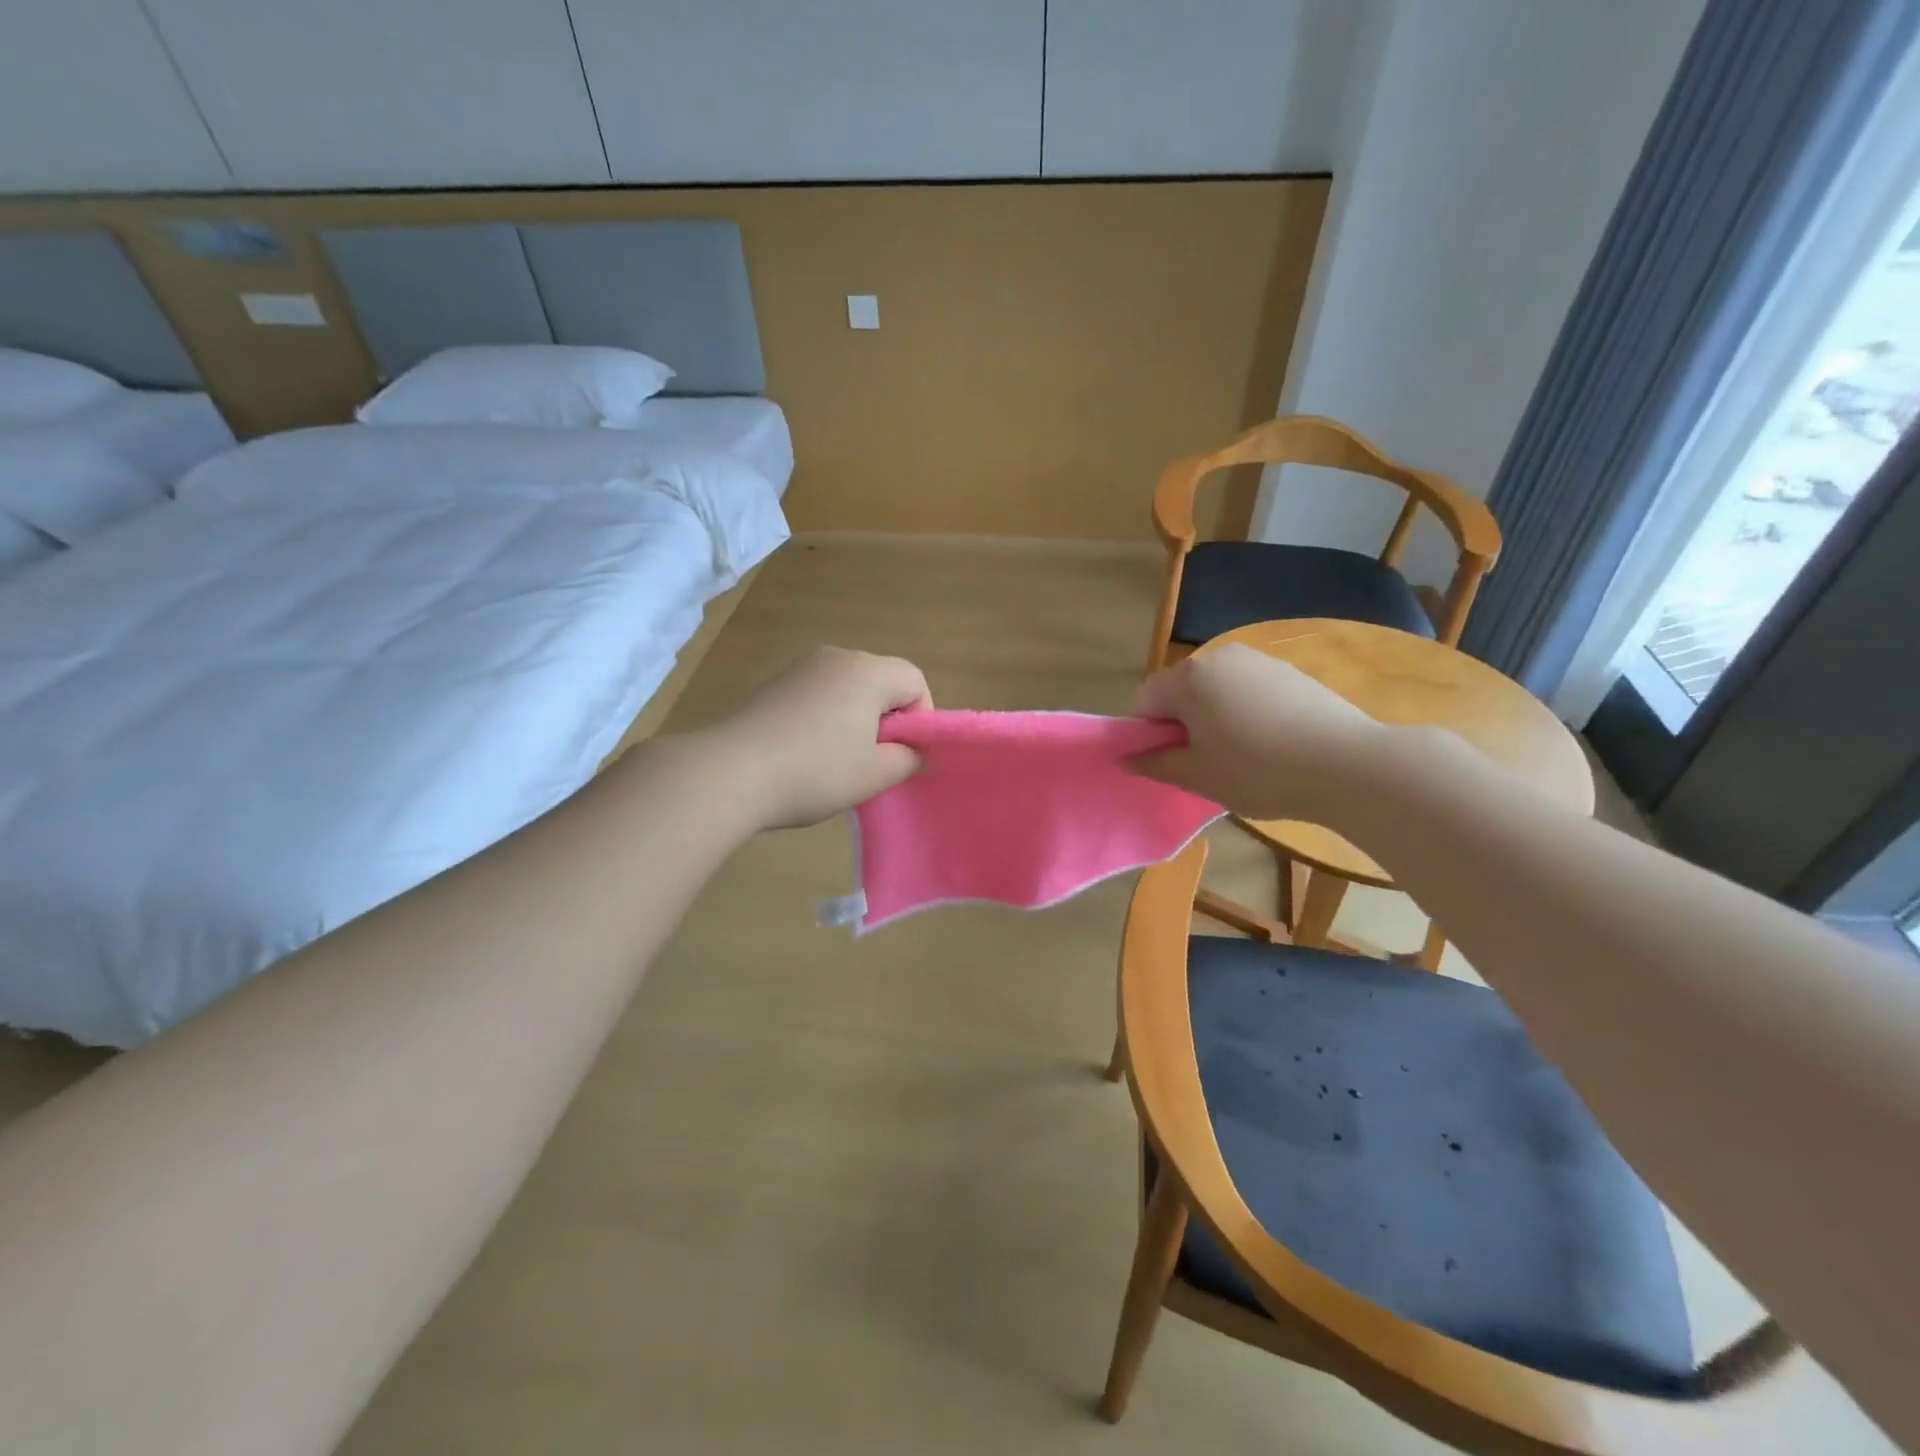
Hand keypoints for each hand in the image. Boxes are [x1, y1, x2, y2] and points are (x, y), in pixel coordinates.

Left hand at [707, 646, 931, 830]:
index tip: (903, 755)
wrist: (728, 773)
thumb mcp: (874, 775)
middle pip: (880, 681)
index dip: (921, 718)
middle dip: (886, 719)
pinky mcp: (771, 685)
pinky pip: (815, 696)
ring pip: (846, 690)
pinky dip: (822, 721)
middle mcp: (835, 657)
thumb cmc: (815, 771)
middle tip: (872, 762)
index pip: (915, 680)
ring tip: (835, 763)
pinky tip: (803, 755)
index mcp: (867, 671)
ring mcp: (799, 668)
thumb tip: (911, 752)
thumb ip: (907, 760)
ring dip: (853, 721)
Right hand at [1128, 644, 1386, 821]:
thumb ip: (1155, 764)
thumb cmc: (1257, 771)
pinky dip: (1246, 713)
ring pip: (1216, 691)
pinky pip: (1249, 691)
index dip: (1146, 735)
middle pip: (1180, 691)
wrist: (1347, 765)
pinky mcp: (1290, 673)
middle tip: (1204, 764)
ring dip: (1214, 719)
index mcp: (1189, 678)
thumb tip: (1126, 759)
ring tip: (1242, 756)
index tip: (1169, 763)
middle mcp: (1219, 657)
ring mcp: (1259, 661)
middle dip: (1182, 724)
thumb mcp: (1198, 776)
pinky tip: (1271, 744)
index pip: (1145, 701)